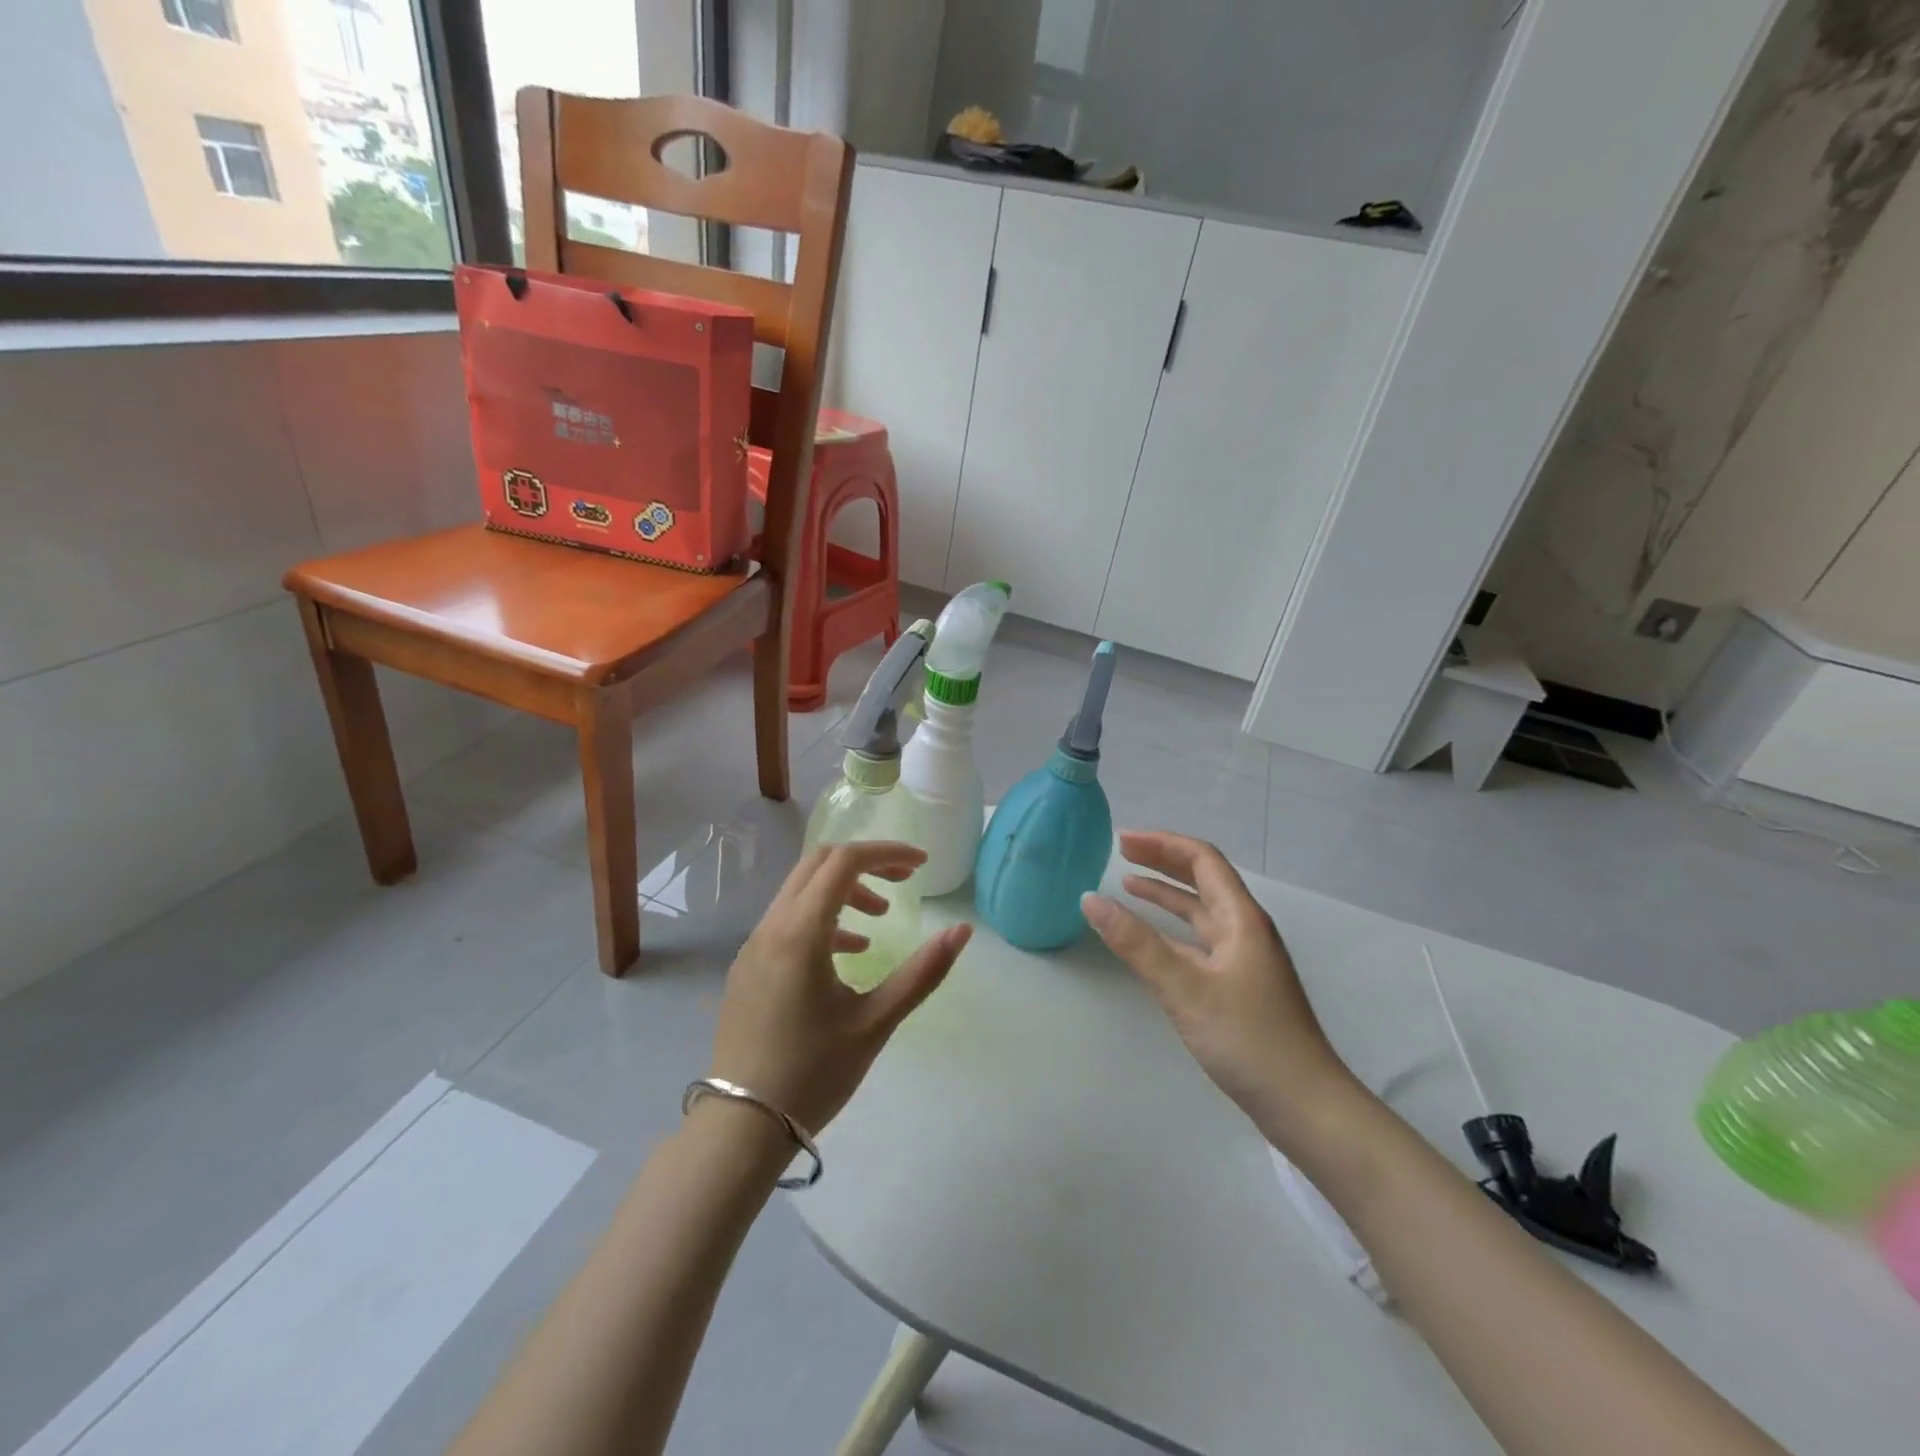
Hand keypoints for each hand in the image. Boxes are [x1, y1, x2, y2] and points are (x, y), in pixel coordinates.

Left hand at [709, 842, 971, 1134]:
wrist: (743, 1127)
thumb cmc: (814, 1073)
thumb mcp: (876, 1022)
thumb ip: (923, 972)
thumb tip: (962, 931)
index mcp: (800, 933)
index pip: (844, 862)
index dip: (886, 854)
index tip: (921, 866)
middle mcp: (771, 927)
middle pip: (818, 864)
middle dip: (865, 863)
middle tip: (903, 882)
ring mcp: (753, 946)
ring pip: (800, 890)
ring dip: (843, 891)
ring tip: (879, 920)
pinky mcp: (747, 967)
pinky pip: (787, 920)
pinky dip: (821, 917)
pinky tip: (847, 953)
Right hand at [1082, 831, 1354, 1132]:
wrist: (1304, 1105)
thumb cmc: (1248, 1039)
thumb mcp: (1185, 988)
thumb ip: (1136, 943)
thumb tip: (1090, 899)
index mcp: (1241, 919)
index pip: (1202, 860)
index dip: (1162, 844)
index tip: (1122, 841)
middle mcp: (1245, 929)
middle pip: (1202, 879)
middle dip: (1162, 861)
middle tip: (1120, 853)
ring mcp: (1243, 958)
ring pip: (1200, 911)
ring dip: (1166, 894)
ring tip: (1127, 885)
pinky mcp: (1237, 984)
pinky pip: (1199, 940)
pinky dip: (1171, 929)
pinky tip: (1150, 938)